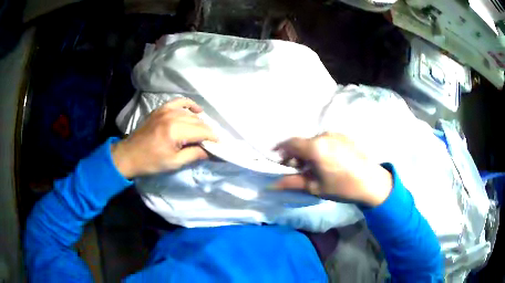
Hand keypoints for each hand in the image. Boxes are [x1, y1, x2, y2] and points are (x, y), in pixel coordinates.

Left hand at [111, 98, 217, 178]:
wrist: (130, 155)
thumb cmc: (151, 162)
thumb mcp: (174, 163)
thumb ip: (194, 155)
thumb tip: (210, 151)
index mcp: (175, 132)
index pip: (202, 131)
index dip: (213, 138)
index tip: (219, 145)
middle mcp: (172, 117)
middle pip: (198, 122)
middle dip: (207, 132)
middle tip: (210, 142)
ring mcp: (166, 110)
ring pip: (190, 113)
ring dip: (199, 122)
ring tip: (202, 133)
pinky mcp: (161, 109)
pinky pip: (179, 102)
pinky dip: (189, 104)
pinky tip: (197, 110)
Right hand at [274, 133, 392, 206]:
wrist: (372, 182)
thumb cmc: (342, 187)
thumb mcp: (315, 187)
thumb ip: (292, 182)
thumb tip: (272, 184)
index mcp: (315, 147)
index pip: (290, 143)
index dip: (280, 149)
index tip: (277, 159)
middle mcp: (324, 135)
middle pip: (303, 142)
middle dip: (295, 154)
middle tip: (296, 168)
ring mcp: (336, 134)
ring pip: (315, 141)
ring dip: (308, 151)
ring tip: (312, 167)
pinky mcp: (345, 137)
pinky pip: (326, 140)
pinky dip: (320, 149)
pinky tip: (326, 162)